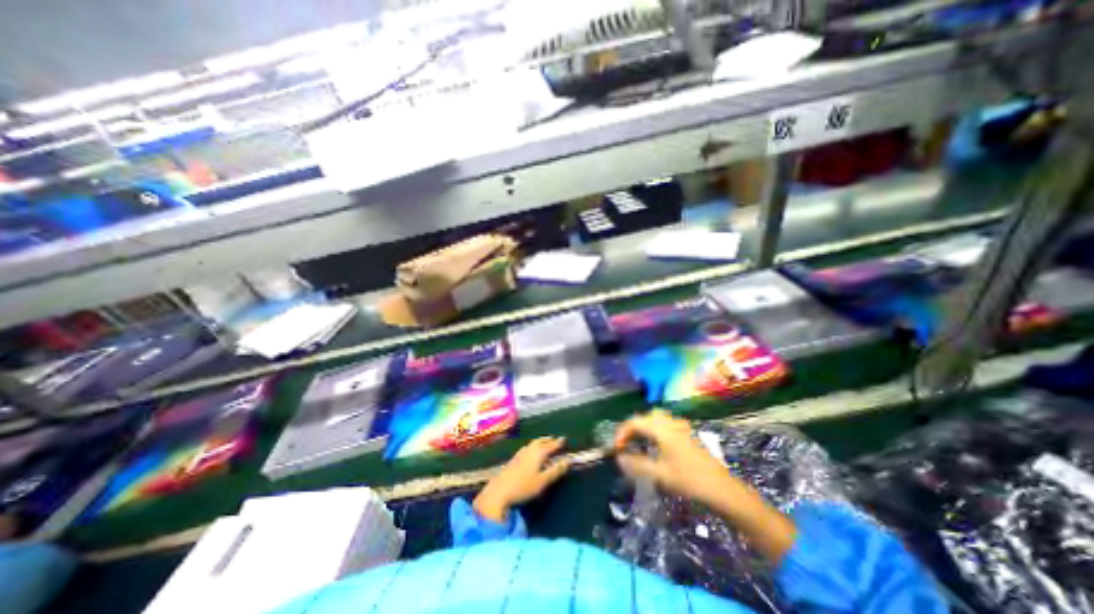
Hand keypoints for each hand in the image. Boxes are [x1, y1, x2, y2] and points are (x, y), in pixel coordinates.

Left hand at [474, 436, 573, 522]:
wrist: (499, 491)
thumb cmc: (523, 486)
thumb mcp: (543, 481)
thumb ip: (556, 470)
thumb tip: (569, 460)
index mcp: (538, 453)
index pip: (550, 445)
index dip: (558, 443)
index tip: (564, 439)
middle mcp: (529, 450)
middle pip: (540, 441)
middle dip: (548, 440)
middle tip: (554, 439)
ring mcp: (520, 453)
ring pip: (533, 443)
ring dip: (540, 442)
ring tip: (544, 442)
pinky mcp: (513, 459)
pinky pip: (527, 447)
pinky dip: (532, 446)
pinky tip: (529, 451)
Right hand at [614, 411, 796, 562]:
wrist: (723, 490)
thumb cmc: (690, 481)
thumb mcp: (659, 475)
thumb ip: (636, 464)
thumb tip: (619, 457)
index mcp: (661, 428)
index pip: (634, 422)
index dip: (621, 433)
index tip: (615, 449)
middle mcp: (669, 422)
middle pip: (644, 417)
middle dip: (631, 429)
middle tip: (625, 446)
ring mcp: (679, 427)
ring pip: (655, 418)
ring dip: (643, 428)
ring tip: (638, 444)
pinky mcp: (686, 434)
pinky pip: (665, 424)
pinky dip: (655, 430)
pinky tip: (657, 445)